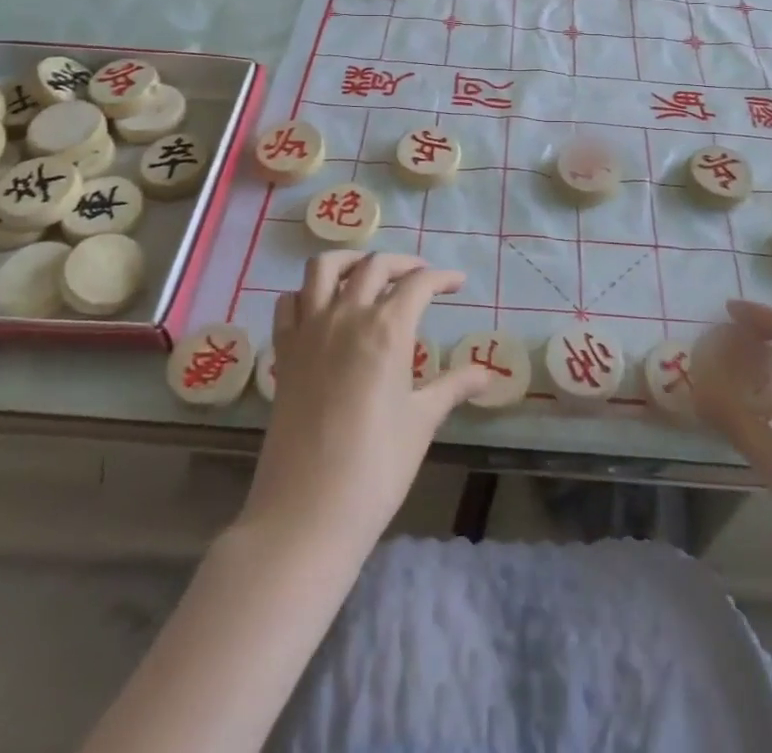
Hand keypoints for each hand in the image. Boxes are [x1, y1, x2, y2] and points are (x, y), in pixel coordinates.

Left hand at [239, 251, 489, 551]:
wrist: (307, 512)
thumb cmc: (376, 466)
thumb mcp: (422, 422)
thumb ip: (453, 387)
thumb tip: (487, 374)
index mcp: (387, 329)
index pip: (419, 283)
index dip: (442, 278)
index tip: (457, 283)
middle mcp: (347, 316)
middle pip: (376, 265)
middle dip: (403, 263)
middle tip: (421, 278)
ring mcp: (310, 331)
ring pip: (324, 268)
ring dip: (351, 260)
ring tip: (368, 273)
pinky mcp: (284, 352)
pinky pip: (289, 302)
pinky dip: (307, 293)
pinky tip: (322, 307)